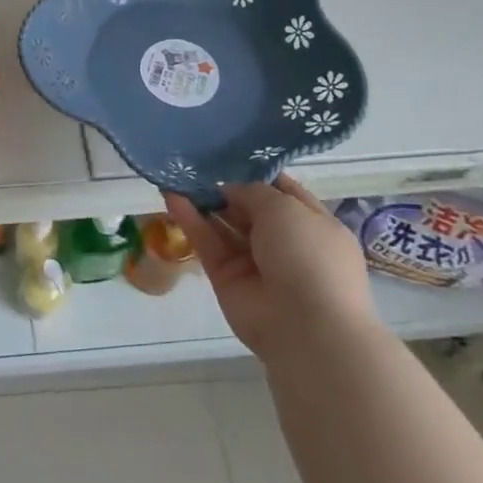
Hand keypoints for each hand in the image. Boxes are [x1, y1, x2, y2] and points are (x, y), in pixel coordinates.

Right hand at [166, 174, 376, 362]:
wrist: (307, 329)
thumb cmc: (309, 257)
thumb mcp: (286, 208)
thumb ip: (253, 191)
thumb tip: (229, 188)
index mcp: (312, 224)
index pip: (281, 191)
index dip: (255, 173)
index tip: (227, 154)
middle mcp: (285, 243)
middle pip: (248, 208)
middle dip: (224, 187)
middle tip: (193, 163)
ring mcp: (255, 262)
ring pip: (224, 225)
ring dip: (202, 201)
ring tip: (175, 174)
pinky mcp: (227, 278)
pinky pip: (207, 243)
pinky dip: (190, 220)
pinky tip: (170, 196)